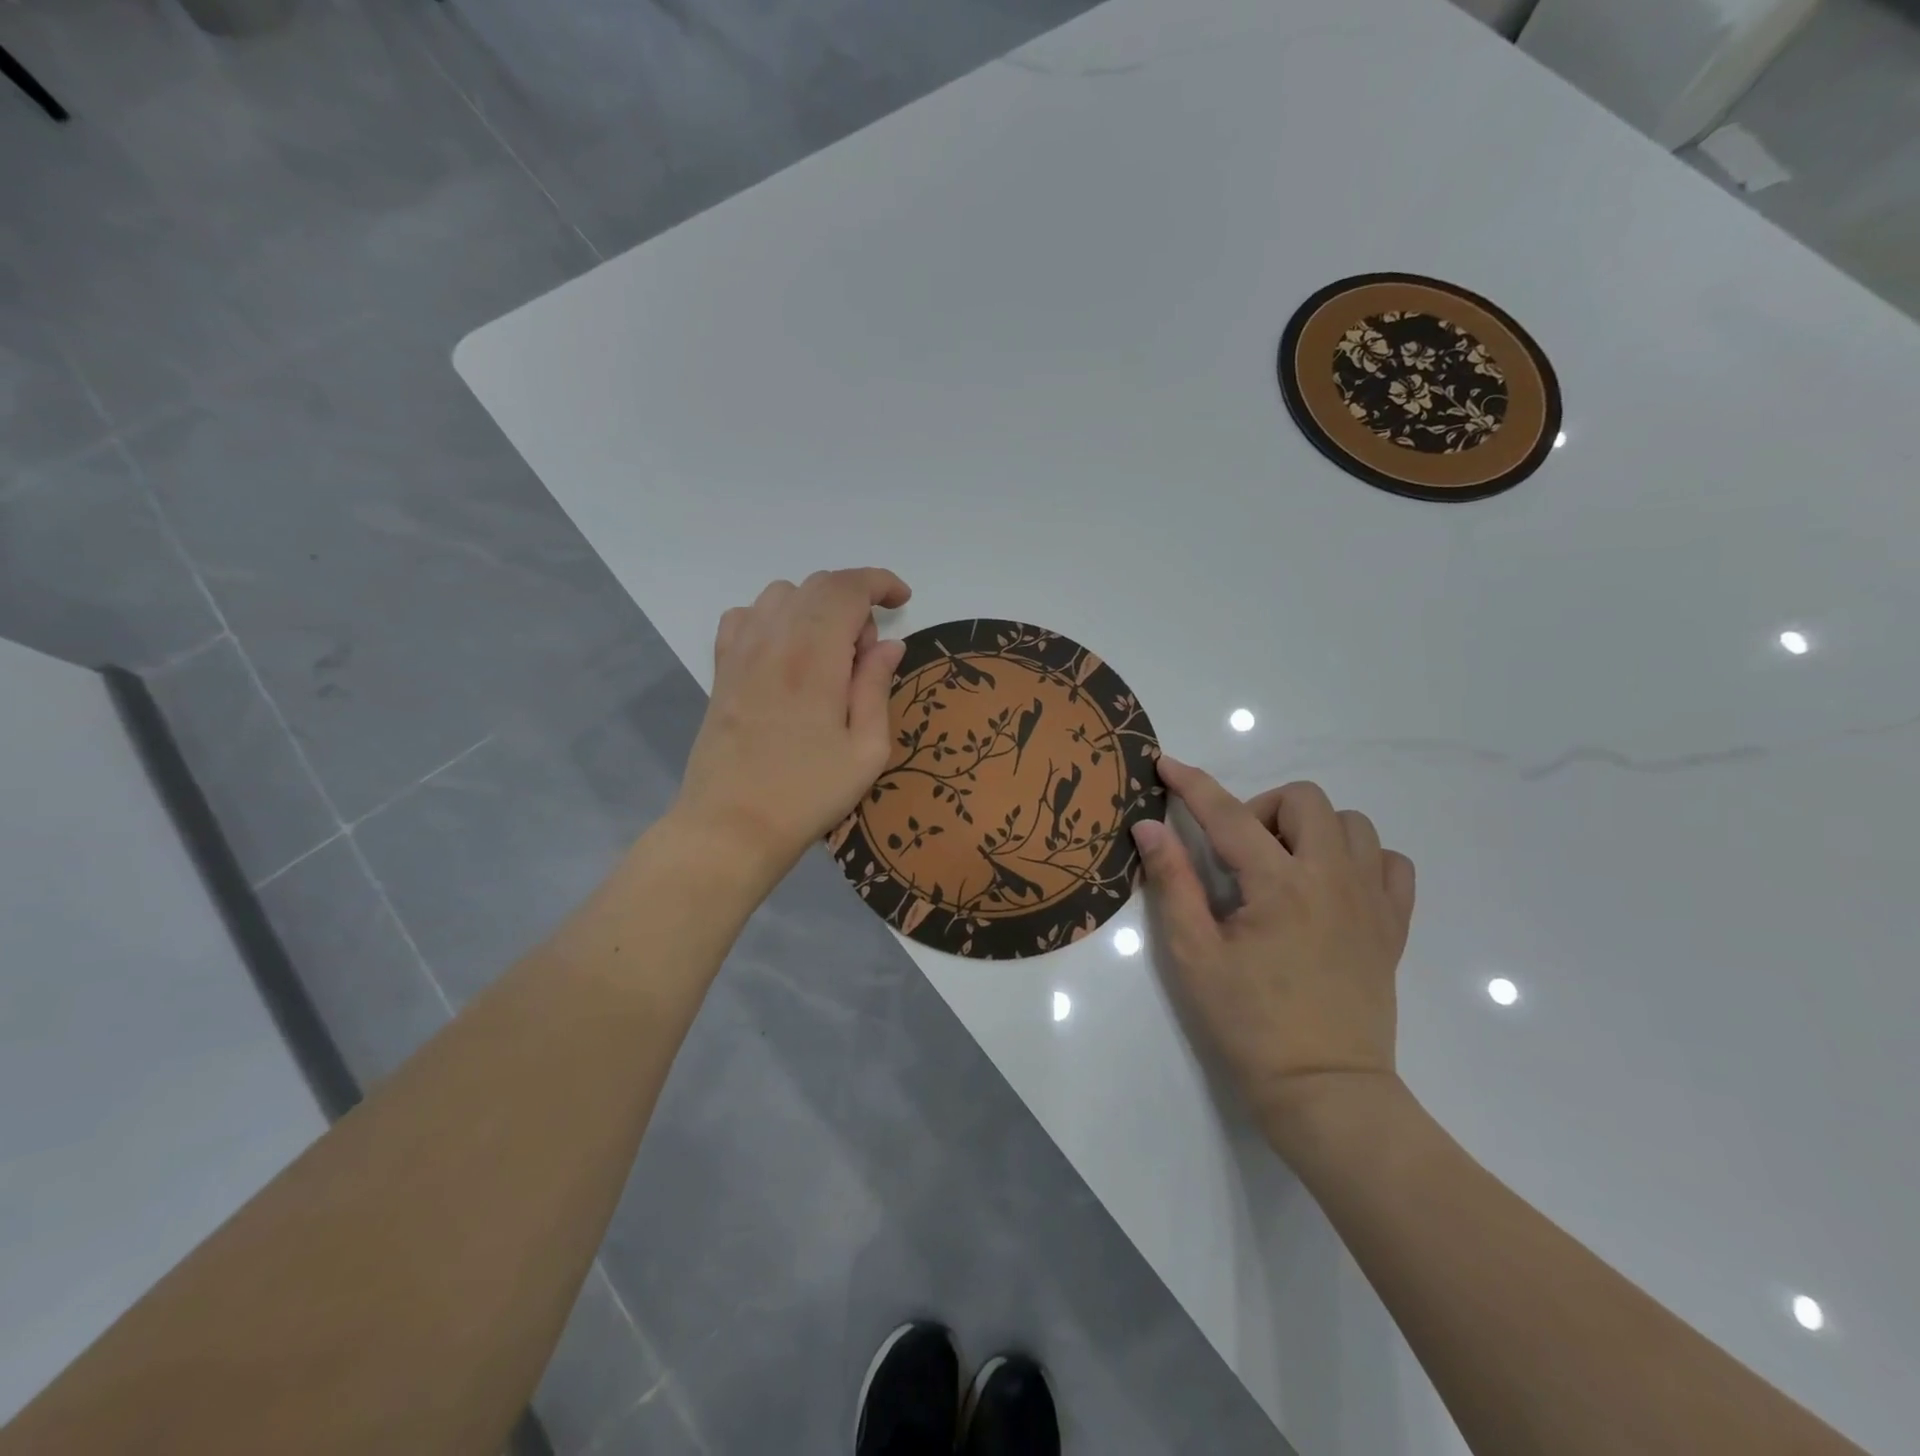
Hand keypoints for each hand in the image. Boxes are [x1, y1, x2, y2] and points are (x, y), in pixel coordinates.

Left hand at [674, 569, 910, 888]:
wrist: (731, 825)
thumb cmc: (808, 793)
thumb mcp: (866, 749)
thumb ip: (876, 686)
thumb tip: (888, 644)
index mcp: (815, 656)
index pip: (848, 588)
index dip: (881, 583)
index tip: (902, 602)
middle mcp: (774, 639)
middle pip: (818, 585)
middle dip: (855, 601)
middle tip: (866, 655)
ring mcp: (740, 651)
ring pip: (782, 594)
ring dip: (816, 609)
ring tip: (828, 656)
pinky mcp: (721, 668)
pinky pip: (747, 615)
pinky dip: (775, 618)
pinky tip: (786, 654)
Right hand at [1131, 759, 1415, 1148]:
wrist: (1324, 1091)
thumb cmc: (1247, 1024)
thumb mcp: (1193, 954)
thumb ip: (1172, 882)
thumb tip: (1149, 827)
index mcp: (1279, 885)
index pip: (1227, 813)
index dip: (1191, 784)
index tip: (1165, 764)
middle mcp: (1333, 878)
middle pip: (1305, 799)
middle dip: (1262, 809)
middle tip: (1238, 854)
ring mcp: (1372, 901)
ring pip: (1352, 824)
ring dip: (1311, 829)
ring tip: (1284, 869)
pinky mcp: (1393, 926)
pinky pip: (1390, 864)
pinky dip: (1360, 858)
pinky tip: (1331, 886)